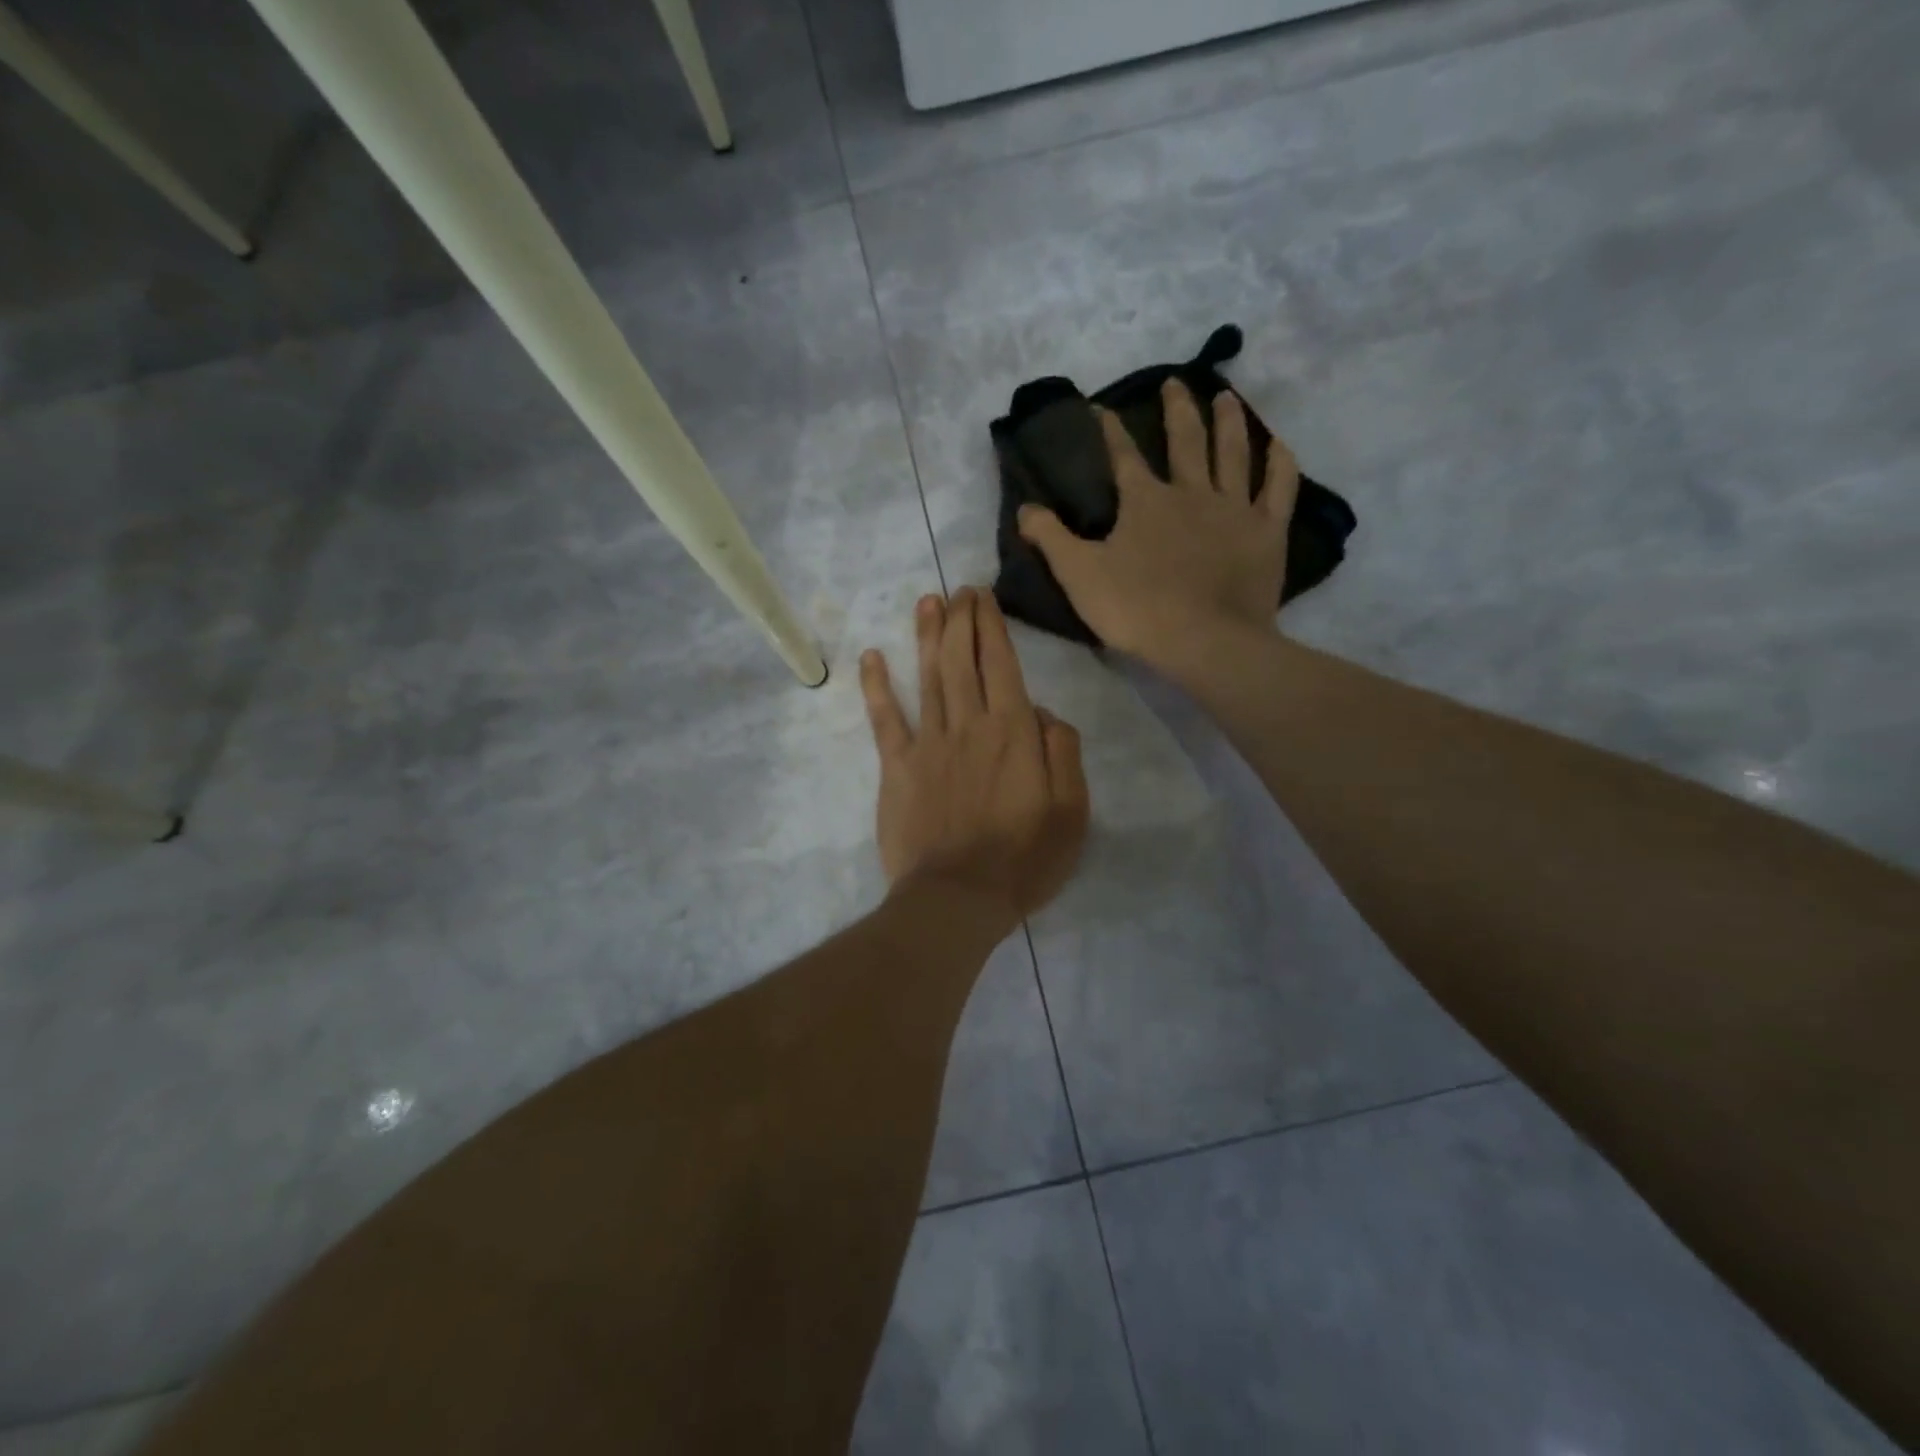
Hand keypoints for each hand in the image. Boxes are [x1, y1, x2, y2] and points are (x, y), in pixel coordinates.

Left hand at [860, 588, 1088, 932]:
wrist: (959, 898)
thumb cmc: (1024, 859)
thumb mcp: (1072, 810)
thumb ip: (1062, 750)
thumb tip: (1040, 710)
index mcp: (1013, 732)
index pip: (1001, 665)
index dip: (991, 626)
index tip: (982, 598)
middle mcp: (969, 725)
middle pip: (962, 660)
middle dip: (961, 620)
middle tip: (958, 591)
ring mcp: (928, 744)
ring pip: (927, 678)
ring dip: (926, 637)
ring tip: (927, 602)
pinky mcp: (897, 768)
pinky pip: (885, 720)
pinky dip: (877, 686)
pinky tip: (871, 657)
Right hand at [1017, 379, 1299, 667]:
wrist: (1204, 642)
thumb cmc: (1137, 609)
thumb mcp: (1078, 576)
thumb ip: (1050, 538)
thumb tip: (1025, 507)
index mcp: (1145, 502)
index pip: (1123, 456)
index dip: (1110, 430)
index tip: (1101, 407)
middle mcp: (1192, 493)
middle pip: (1186, 440)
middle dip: (1177, 409)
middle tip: (1176, 382)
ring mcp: (1234, 509)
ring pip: (1233, 453)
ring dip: (1229, 422)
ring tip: (1226, 396)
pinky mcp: (1267, 532)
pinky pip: (1279, 488)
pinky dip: (1280, 464)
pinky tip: (1279, 445)